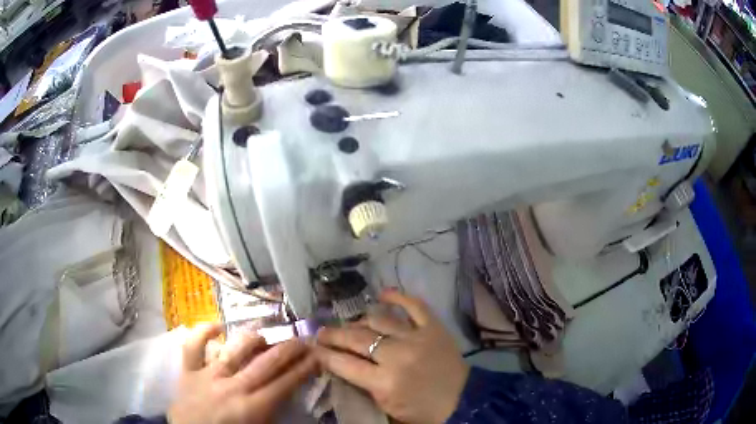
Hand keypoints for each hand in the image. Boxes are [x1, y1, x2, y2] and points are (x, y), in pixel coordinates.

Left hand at [169, 323, 317, 423]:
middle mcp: (233, 387)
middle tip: (302, 339)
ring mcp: (208, 376)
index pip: (285, 383)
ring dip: (252, 340)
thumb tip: (289, 395)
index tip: (317, 356)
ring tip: (263, 337)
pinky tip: (217, 325)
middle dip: (288, 349)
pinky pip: (193, 346)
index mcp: (252, 408)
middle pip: (266, 363)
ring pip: (234, 349)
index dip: (303, 368)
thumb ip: (274, 414)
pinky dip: (203, 332)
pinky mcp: (188, 371)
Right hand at [315, 292, 469, 423]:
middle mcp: (397, 356)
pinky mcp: (434, 328)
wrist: (462, 401)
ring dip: (359, 320)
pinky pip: (414, 305)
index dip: (324, 354)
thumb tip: (340, 364)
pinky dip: (398, 296)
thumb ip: (362, 386)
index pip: (344, 363)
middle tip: (322, 332)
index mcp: (384, 382)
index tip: (313, 348)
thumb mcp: (386, 406)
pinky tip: (382, 293)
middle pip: (357, 338)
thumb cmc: (422, 410)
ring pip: (378, 320)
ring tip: (350, 324)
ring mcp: (417, 338)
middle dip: (333, 334)